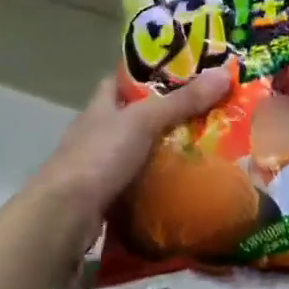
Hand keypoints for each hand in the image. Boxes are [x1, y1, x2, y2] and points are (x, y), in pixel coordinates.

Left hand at [23, 69, 230, 254]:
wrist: (64, 216)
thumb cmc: (98, 157)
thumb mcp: (143, 122)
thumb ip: (182, 101)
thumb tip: (224, 73)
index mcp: (99, 108)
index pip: (120, 80)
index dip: (145, 73)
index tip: (179, 71)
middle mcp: (96, 133)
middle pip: (132, 117)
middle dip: (163, 115)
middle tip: (204, 111)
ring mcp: (97, 167)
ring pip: (136, 151)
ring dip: (161, 151)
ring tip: (201, 147)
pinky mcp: (104, 197)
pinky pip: (136, 183)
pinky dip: (156, 182)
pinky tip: (181, 183)